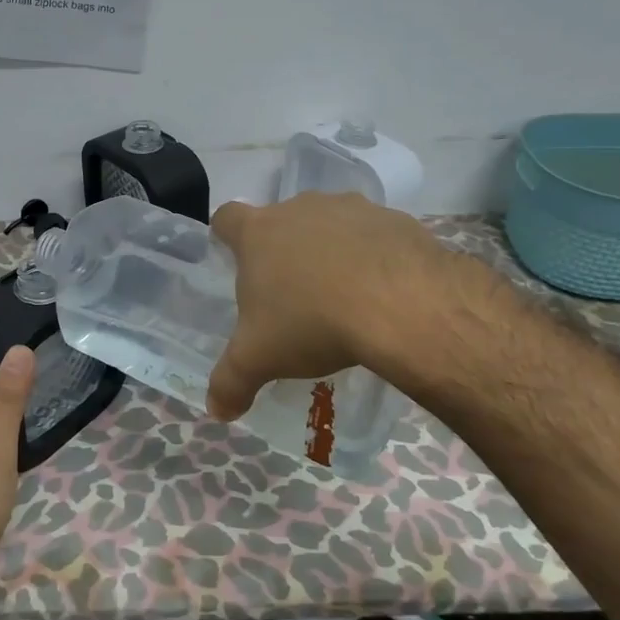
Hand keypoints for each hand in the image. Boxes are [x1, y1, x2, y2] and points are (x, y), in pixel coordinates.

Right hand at [207, 192, 461, 419]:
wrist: (402, 304)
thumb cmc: (312, 322)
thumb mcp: (260, 359)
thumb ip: (231, 382)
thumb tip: (217, 411)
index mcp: (259, 233)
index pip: (228, 218)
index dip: (226, 236)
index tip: (235, 260)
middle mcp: (301, 208)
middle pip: (282, 222)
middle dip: (283, 252)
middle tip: (291, 295)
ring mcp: (351, 209)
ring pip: (330, 225)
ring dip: (331, 252)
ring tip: (342, 296)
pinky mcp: (394, 219)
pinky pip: (375, 235)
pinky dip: (373, 257)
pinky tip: (383, 294)